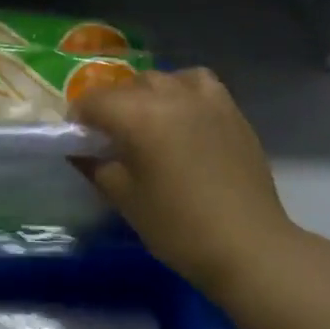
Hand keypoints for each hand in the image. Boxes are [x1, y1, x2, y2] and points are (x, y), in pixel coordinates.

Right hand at [72, 68, 294, 298]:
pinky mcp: (228, 107)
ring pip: (159, 80)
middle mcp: (167, 94)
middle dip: (111, 107)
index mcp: (136, 115)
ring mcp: (202, 97)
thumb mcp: (125, 199)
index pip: (93, 101)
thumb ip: (95, 165)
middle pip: (125, 87)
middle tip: (112, 139)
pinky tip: (182, 112)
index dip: (79, 118)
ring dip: (144, 96)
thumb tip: (79, 149)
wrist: (250, 247)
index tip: (80, 141)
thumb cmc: (179, 227)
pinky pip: (195, 81)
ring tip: (148, 124)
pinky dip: (182, 89)